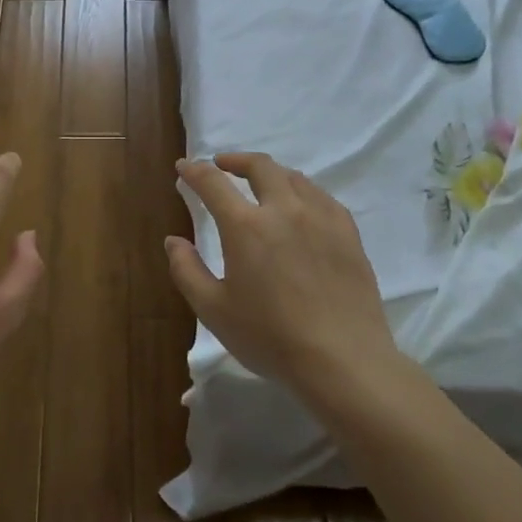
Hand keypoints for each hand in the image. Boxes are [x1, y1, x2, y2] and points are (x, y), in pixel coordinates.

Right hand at [167, 152, 398, 395]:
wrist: (343, 361)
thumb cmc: (270, 338)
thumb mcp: (213, 310)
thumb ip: (186, 270)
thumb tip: (173, 240)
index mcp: (245, 226)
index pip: (213, 183)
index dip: (194, 171)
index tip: (184, 166)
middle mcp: (284, 210)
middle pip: (260, 167)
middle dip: (236, 160)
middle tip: (222, 166)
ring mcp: (321, 218)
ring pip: (294, 178)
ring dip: (270, 173)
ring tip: (261, 185)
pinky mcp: (348, 234)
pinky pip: (323, 197)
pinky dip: (303, 191)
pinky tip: (302, 207)